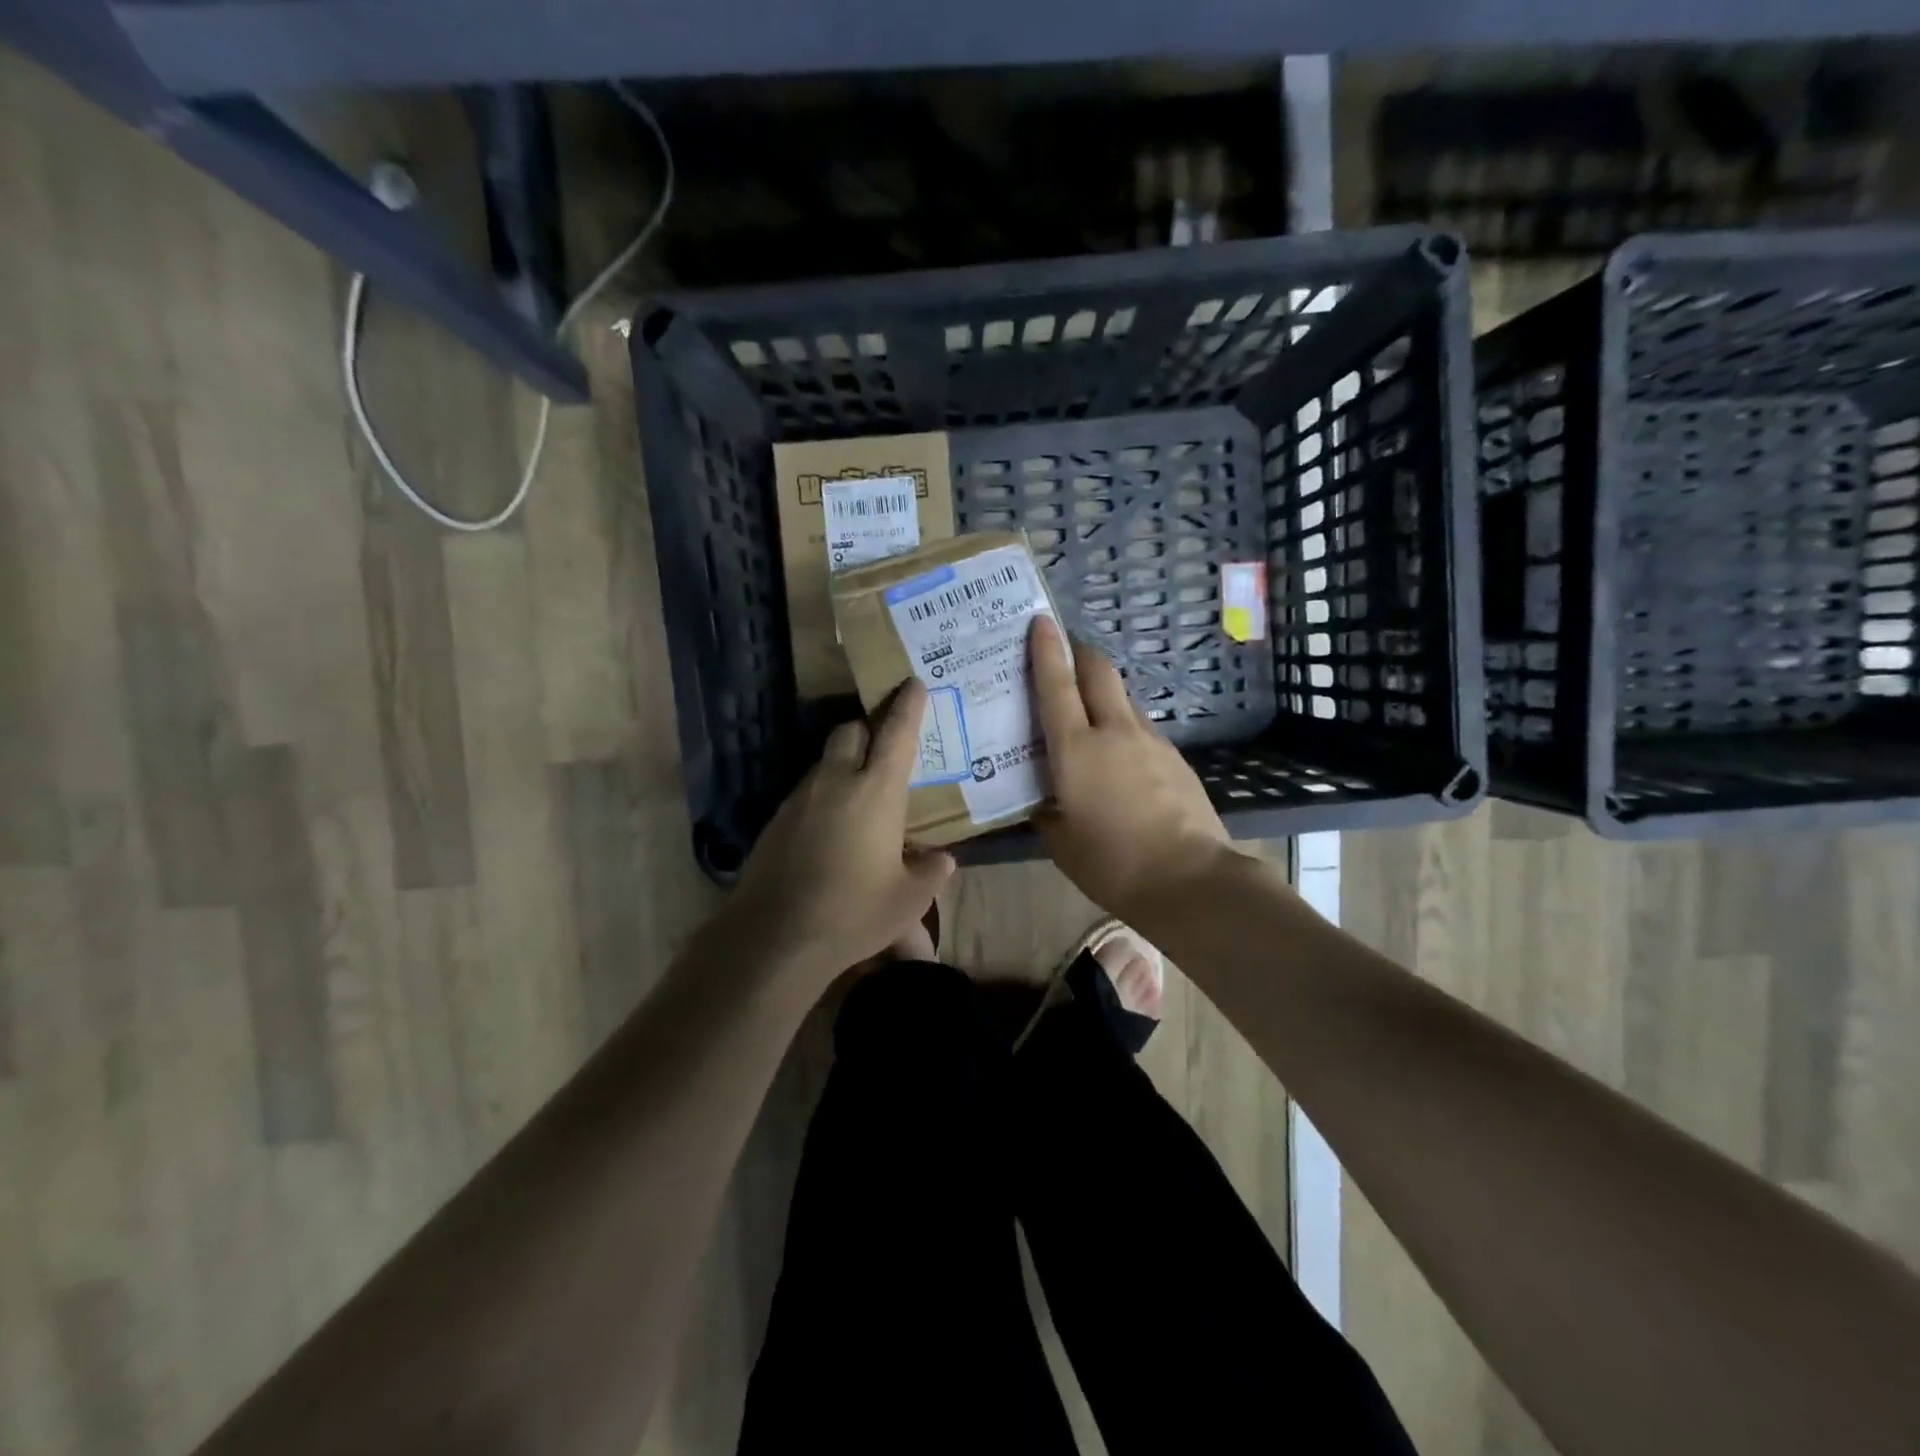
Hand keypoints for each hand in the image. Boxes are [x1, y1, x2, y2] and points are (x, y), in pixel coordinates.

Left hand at [732, 679, 955, 985]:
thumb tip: (943, 860)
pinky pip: (806, 793)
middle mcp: (835, 783)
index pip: (895, 734)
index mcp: (876, 792)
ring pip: (825, 762)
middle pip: (849, 732)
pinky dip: (823, 795)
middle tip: (884, 745)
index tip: (913, 683)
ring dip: (844, 764)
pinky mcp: (775, 822)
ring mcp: (800, 799)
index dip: (907, 706)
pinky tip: (831, 829)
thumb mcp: (908, 900)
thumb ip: (931, 873)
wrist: (774, 936)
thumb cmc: (853, 912)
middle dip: (868, 728)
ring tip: (860, 796)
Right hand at [1029, 615, 1232, 916]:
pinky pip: (1142, 728)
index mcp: (1076, 749)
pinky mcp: (1176, 758)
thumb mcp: (1061, 843)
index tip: (1040, 621)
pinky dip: (1125, 726)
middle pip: (1100, 671)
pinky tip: (1120, 756)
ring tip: (1089, 711)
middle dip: (1081, 653)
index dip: (1046, 649)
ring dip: (1104, 692)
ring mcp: (1151, 741)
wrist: (1190, 880)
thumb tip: (1043, 802)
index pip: (1057, 685)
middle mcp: (1114, 732)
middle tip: (1066, 652)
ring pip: (1124, 698)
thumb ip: (1047, 813)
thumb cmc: (1112, 863)